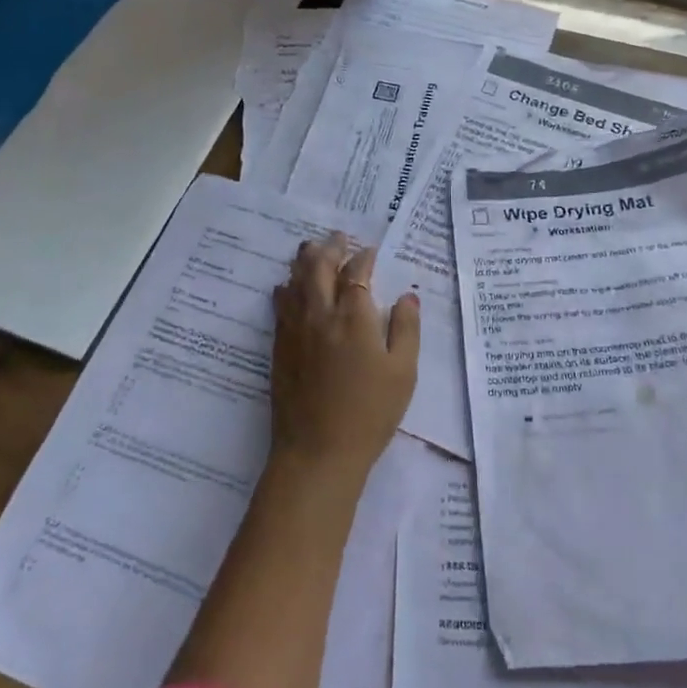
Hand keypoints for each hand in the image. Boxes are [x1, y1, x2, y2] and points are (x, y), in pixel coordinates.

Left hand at [270, 232, 420, 479]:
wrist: (318, 451)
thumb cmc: (369, 414)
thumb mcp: (403, 373)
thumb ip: (406, 330)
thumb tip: (407, 297)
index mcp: (353, 318)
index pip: (356, 273)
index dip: (363, 258)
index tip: (369, 251)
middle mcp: (320, 315)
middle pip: (318, 268)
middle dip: (329, 248)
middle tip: (337, 237)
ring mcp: (295, 330)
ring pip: (295, 282)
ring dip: (303, 261)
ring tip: (310, 249)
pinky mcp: (279, 348)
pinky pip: (280, 306)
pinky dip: (286, 288)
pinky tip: (286, 286)